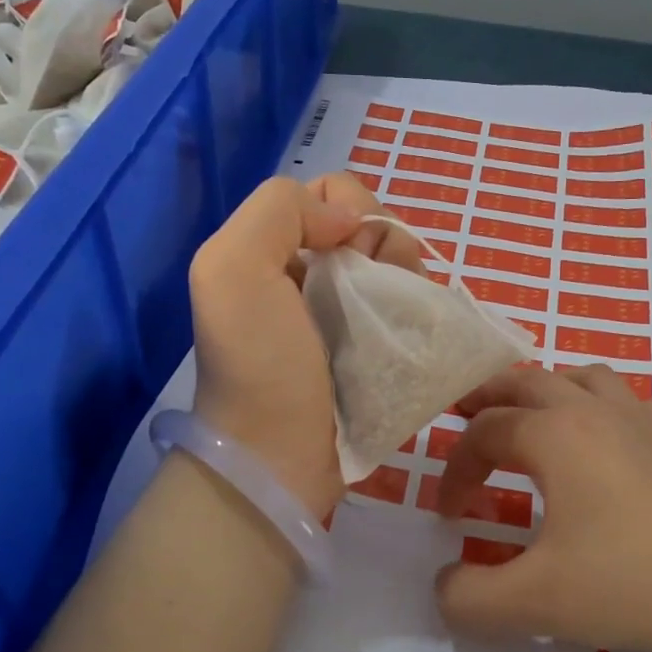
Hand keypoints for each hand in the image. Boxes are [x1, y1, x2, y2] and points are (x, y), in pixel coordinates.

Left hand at [189, 172, 423, 518]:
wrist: (277, 458)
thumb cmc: (257, 364)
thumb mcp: (232, 269)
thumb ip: (280, 210)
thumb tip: (351, 221)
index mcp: (277, 247)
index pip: (337, 193)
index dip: (355, 211)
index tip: (350, 255)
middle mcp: (314, 272)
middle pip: (376, 226)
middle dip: (388, 246)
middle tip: (376, 292)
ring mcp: (351, 311)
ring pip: (401, 264)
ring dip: (408, 280)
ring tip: (394, 319)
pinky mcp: (379, 346)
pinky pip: (413, 305)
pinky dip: (419, 310)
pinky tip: (409, 334)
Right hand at [435, 365, 651, 651]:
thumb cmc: (632, 583)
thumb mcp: (535, 602)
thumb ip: (470, 599)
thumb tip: (444, 588)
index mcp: (555, 434)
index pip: (485, 434)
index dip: (455, 470)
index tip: (447, 515)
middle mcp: (596, 411)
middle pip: (527, 381)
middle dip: (487, 397)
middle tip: (462, 413)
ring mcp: (645, 422)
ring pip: (583, 376)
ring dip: (545, 388)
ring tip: (531, 417)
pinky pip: (630, 401)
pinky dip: (601, 406)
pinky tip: (607, 441)